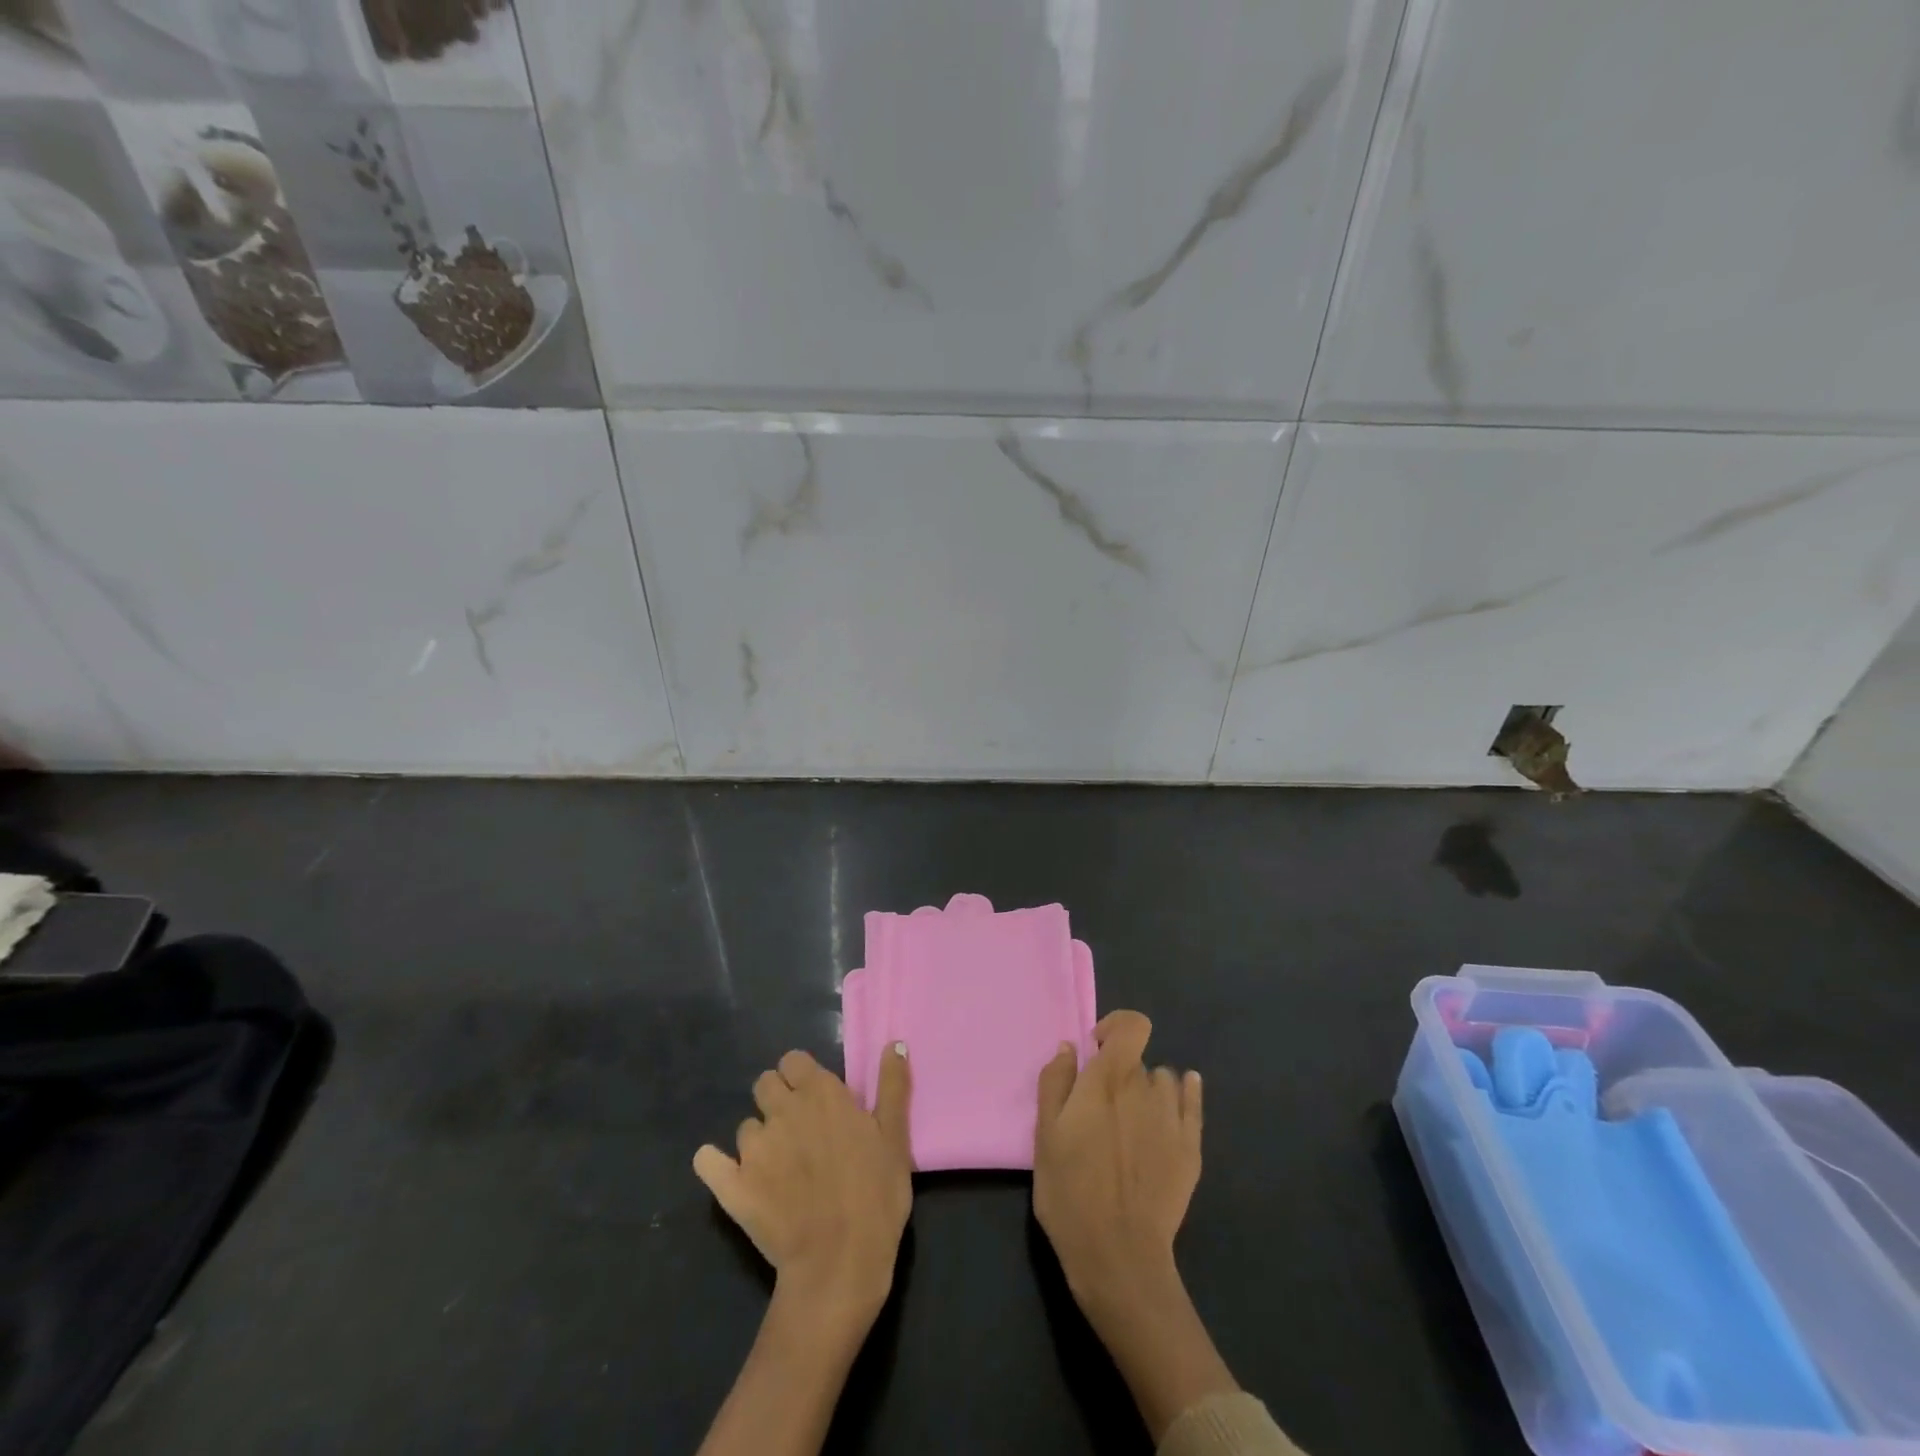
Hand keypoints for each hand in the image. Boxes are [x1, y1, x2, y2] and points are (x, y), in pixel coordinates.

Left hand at [694, 1045, 913, 1322]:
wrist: (839, 1263)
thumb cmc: (876, 1195)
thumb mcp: (895, 1137)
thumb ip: (893, 1086)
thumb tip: (894, 1043)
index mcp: (820, 1093)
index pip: (794, 1060)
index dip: (802, 1076)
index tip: (817, 1100)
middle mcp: (782, 1110)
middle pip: (765, 1084)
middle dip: (778, 1100)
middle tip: (799, 1130)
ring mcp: (753, 1148)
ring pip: (746, 1126)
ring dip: (760, 1139)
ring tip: (780, 1168)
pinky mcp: (732, 1186)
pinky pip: (708, 1161)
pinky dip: (715, 1164)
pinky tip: (728, 1174)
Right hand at [1035, 1011, 1236, 1441]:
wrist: (1117, 1256)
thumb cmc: (1070, 1191)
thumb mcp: (1045, 1134)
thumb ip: (1056, 1082)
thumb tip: (1071, 1047)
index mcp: (1108, 1080)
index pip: (1132, 1026)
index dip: (1116, 1027)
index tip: (1096, 1049)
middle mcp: (1144, 1088)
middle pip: (1137, 1061)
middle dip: (1119, 1072)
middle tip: (1100, 1106)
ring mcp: (1172, 1119)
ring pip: (1162, 1082)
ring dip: (1147, 1088)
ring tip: (1131, 1118)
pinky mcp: (1190, 1149)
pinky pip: (1192, 1105)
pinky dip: (1186, 1093)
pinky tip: (1183, 1092)